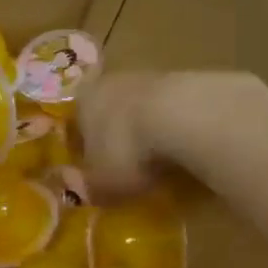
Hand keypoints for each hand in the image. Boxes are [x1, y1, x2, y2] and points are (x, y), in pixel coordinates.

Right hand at [77, 70, 266, 199]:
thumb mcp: (102, 183)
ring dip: (150, 132)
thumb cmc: (127, 150)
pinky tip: (188, 153)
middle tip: (129, 169)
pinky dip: (178, 129)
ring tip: (162, 164)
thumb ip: (89, 187)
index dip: (85, 151)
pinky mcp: (190, 80)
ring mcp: (153, 77)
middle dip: (118, 139)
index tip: (96, 172)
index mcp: (84, 102)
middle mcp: (113, 82)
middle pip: (111, 113)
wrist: (185, 116)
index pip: (77, 127)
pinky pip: (176, 111)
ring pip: (144, 109)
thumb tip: (82, 189)